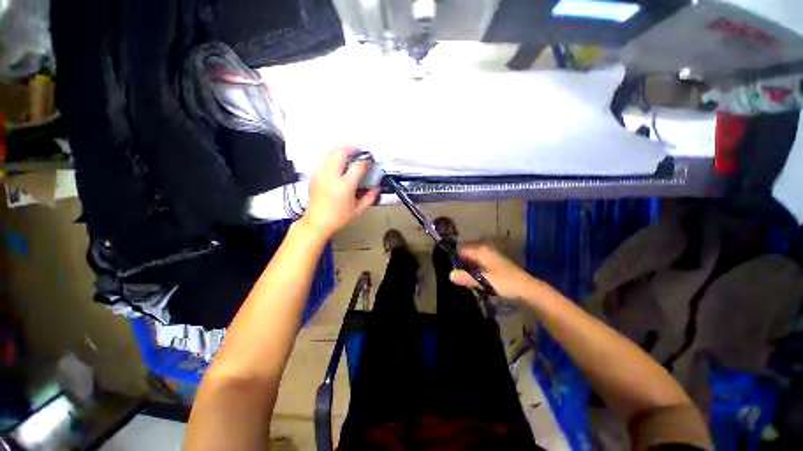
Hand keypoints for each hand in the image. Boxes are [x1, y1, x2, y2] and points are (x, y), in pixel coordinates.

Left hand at [302, 147, 379, 237]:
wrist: (316, 223)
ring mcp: (320, 174)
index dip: (365, 160)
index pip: (358, 166)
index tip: (370, 160)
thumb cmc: (339, 218)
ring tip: (349, 153)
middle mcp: (331, 176)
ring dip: (340, 149)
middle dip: (351, 147)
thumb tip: (376, 187)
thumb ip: (369, 197)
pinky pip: (323, 159)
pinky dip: (332, 156)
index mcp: (345, 186)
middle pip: (340, 152)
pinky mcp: (314, 175)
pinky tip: (337, 162)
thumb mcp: (358, 210)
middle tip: (359, 150)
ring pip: (329, 152)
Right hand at [449, 244, 547, 301]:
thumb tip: (449, 275)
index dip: (453, 257)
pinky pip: (477, 264)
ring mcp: (489, 257)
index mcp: (481, 251)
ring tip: (458, 278)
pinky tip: (470, 279)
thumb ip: (467, 278)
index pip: (461, 250)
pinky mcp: (493, 264)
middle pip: (466, 254)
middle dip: (458, 263)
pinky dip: (472, 270)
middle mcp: (484, 251)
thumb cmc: (505, 282)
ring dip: (465, 268)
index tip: (445, 267)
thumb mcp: (484, 281)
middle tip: (451, 275)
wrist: (526, 288)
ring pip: (471, 260)